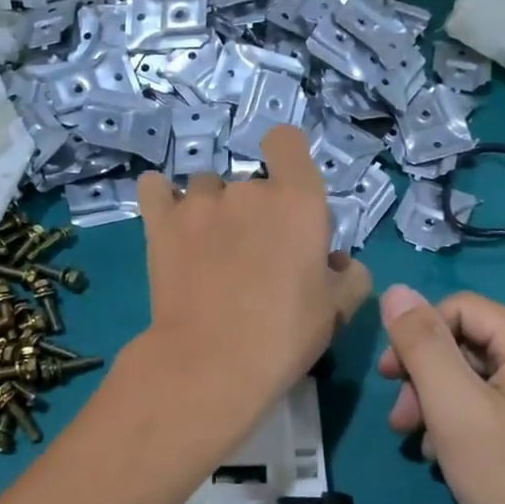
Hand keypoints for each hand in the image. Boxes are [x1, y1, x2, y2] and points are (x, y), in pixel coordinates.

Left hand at [133, 126, 371, 430]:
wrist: (212, 362)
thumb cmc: (284, 335)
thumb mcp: (337, 310)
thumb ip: (350, 276)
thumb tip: (338, 262)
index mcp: (297, 200)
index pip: (287, 142)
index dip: (287, 158)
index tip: (287, 192)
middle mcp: (248, 190)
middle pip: (250, 181)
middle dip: (254, 211)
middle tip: (254, 256)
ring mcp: (199, 203)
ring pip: (205, 187)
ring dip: (211, 209)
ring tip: (209, 250)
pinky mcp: (160, 223)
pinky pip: (154, 189)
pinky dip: (161, 199)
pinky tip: (169, 223)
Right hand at [378, 286, 504, 503]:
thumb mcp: (453, 408)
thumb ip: (421, 344)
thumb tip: (395, 290)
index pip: (460, 309)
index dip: (418, 336)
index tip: (388, 380)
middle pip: (468, 342)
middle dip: (425, 376)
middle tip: (400, 421)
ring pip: (475, 375)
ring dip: (437, 401)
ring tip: (417, 442)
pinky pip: (492, 401)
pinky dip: (460, 420)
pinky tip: (443, 454)